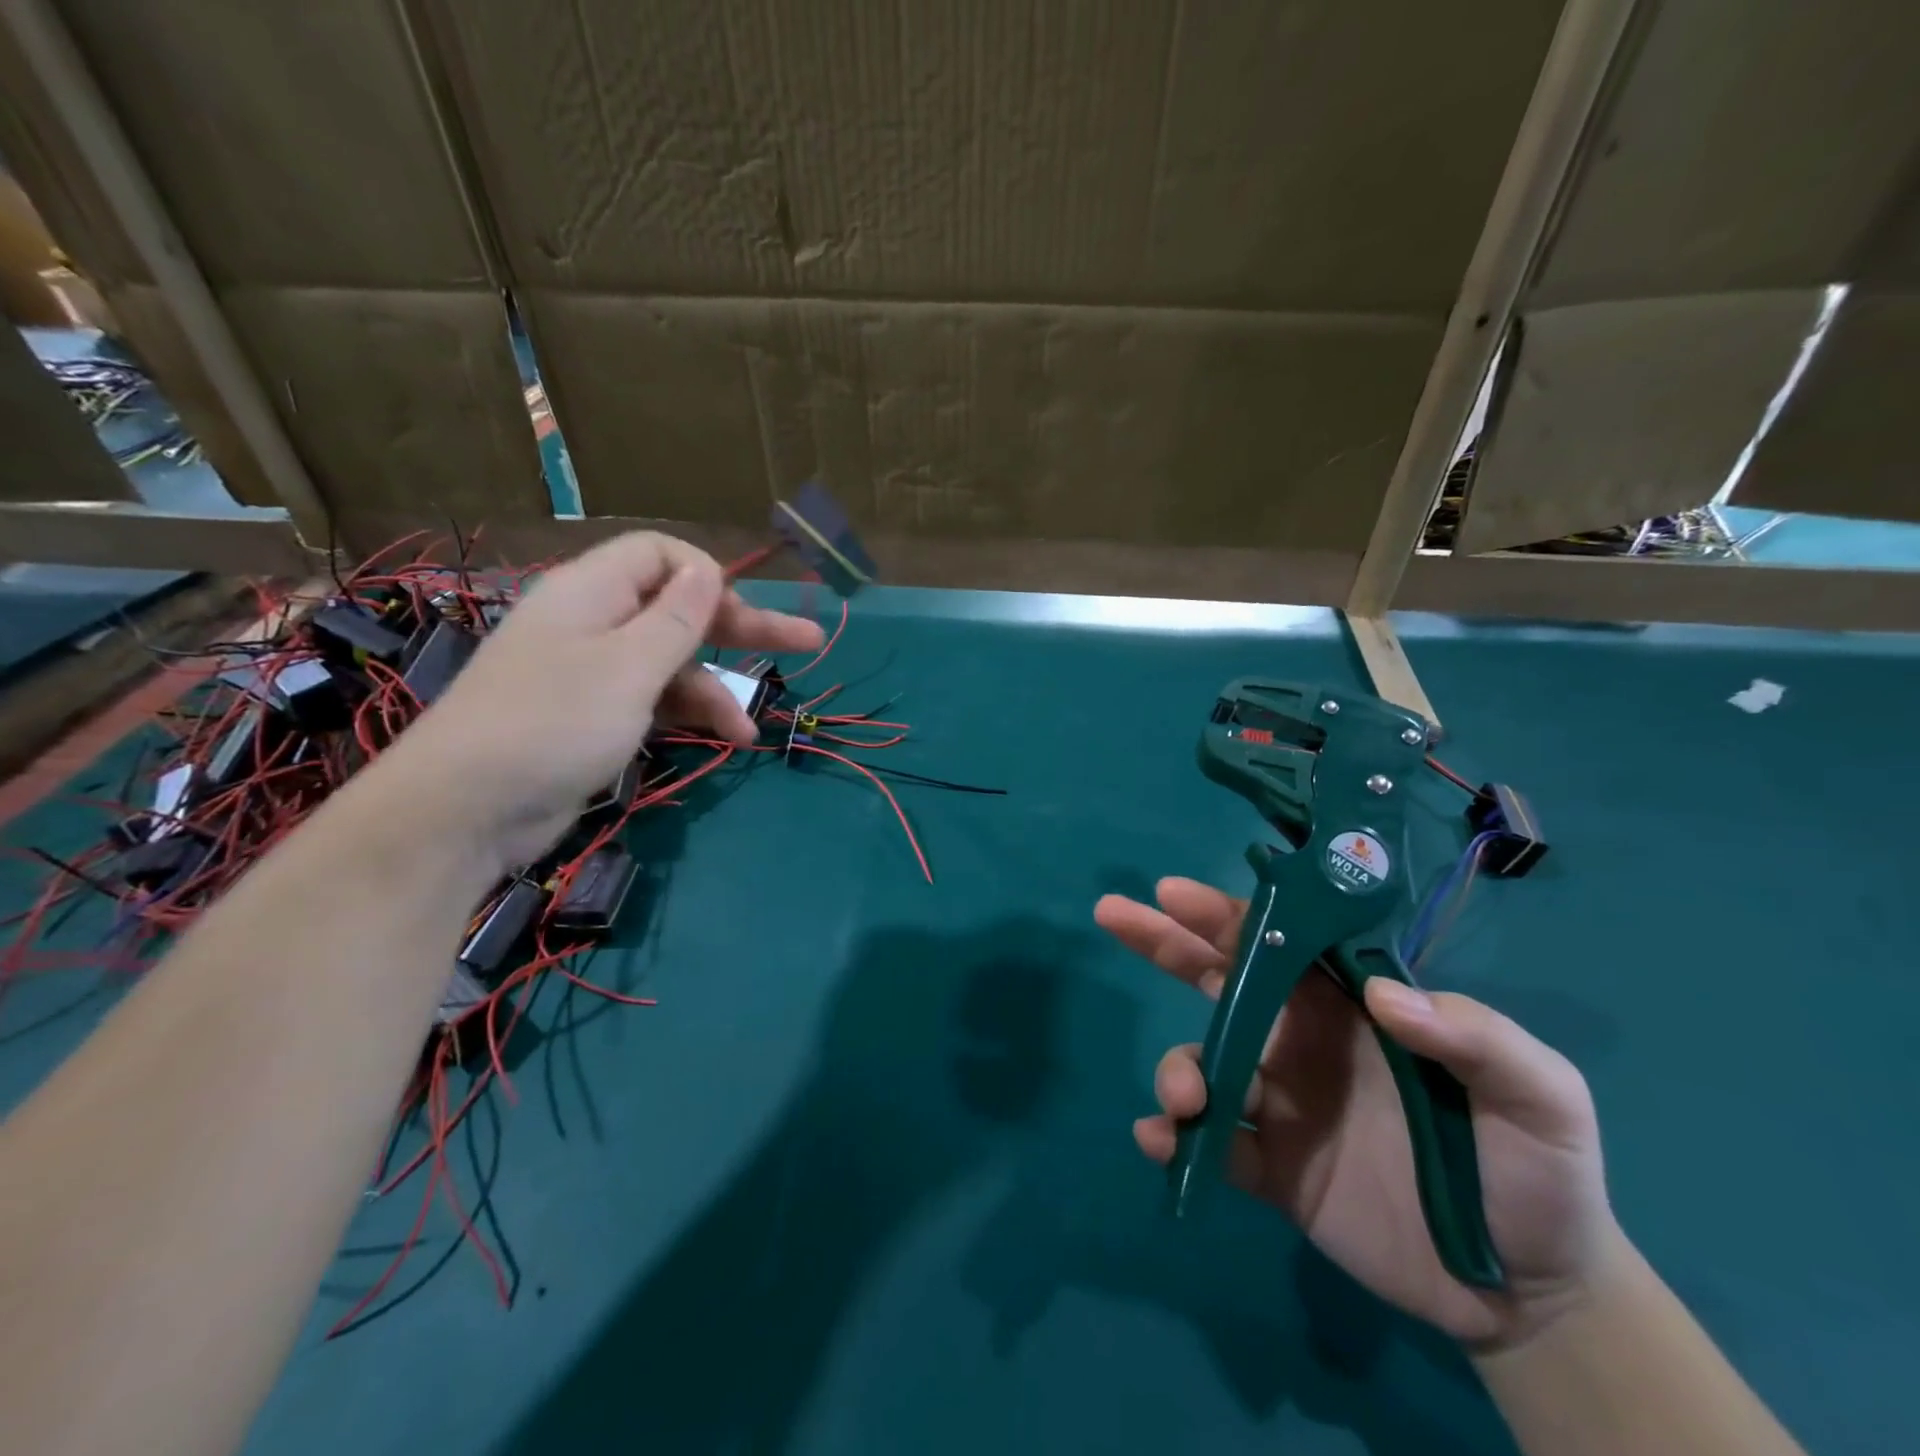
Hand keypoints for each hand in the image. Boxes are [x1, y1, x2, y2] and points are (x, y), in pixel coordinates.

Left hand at [386, 531, 822, 867]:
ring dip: (715, 689)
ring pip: (671, 661)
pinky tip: (721, 742)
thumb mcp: (629, 667)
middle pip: (678, 608)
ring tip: (749, 732)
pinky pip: (653, 699)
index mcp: (593, 592)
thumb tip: (709, 569)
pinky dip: (687, 715)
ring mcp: (592, 671)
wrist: (466, 809)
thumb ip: (677, 618)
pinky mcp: (593, 715)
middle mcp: (594, 622)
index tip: (742, 613)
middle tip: (806, 641)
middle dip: (740, 628)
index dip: (707, 575)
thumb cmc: (554, 723)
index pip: (660, 554)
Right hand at [1097, 877, 1623, 1351]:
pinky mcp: (1270, 1170)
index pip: (1278, 944)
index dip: (1223, 913)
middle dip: (1162, 943)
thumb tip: (1377, 995)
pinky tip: (1162, 1142)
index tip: (1172, 890)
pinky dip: (1175, 1140)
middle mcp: (1300, 1043)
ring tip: (1185, 1098)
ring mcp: (1279, 1105)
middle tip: (1113, 914)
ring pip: (1204, 1064)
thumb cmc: (1538, 1171)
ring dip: (1178, 1070)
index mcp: (1348, 1009)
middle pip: (1217, 981)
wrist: (1530, 1292)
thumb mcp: (1540, 1093)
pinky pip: (1210, 1147)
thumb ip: (1473, 1035)